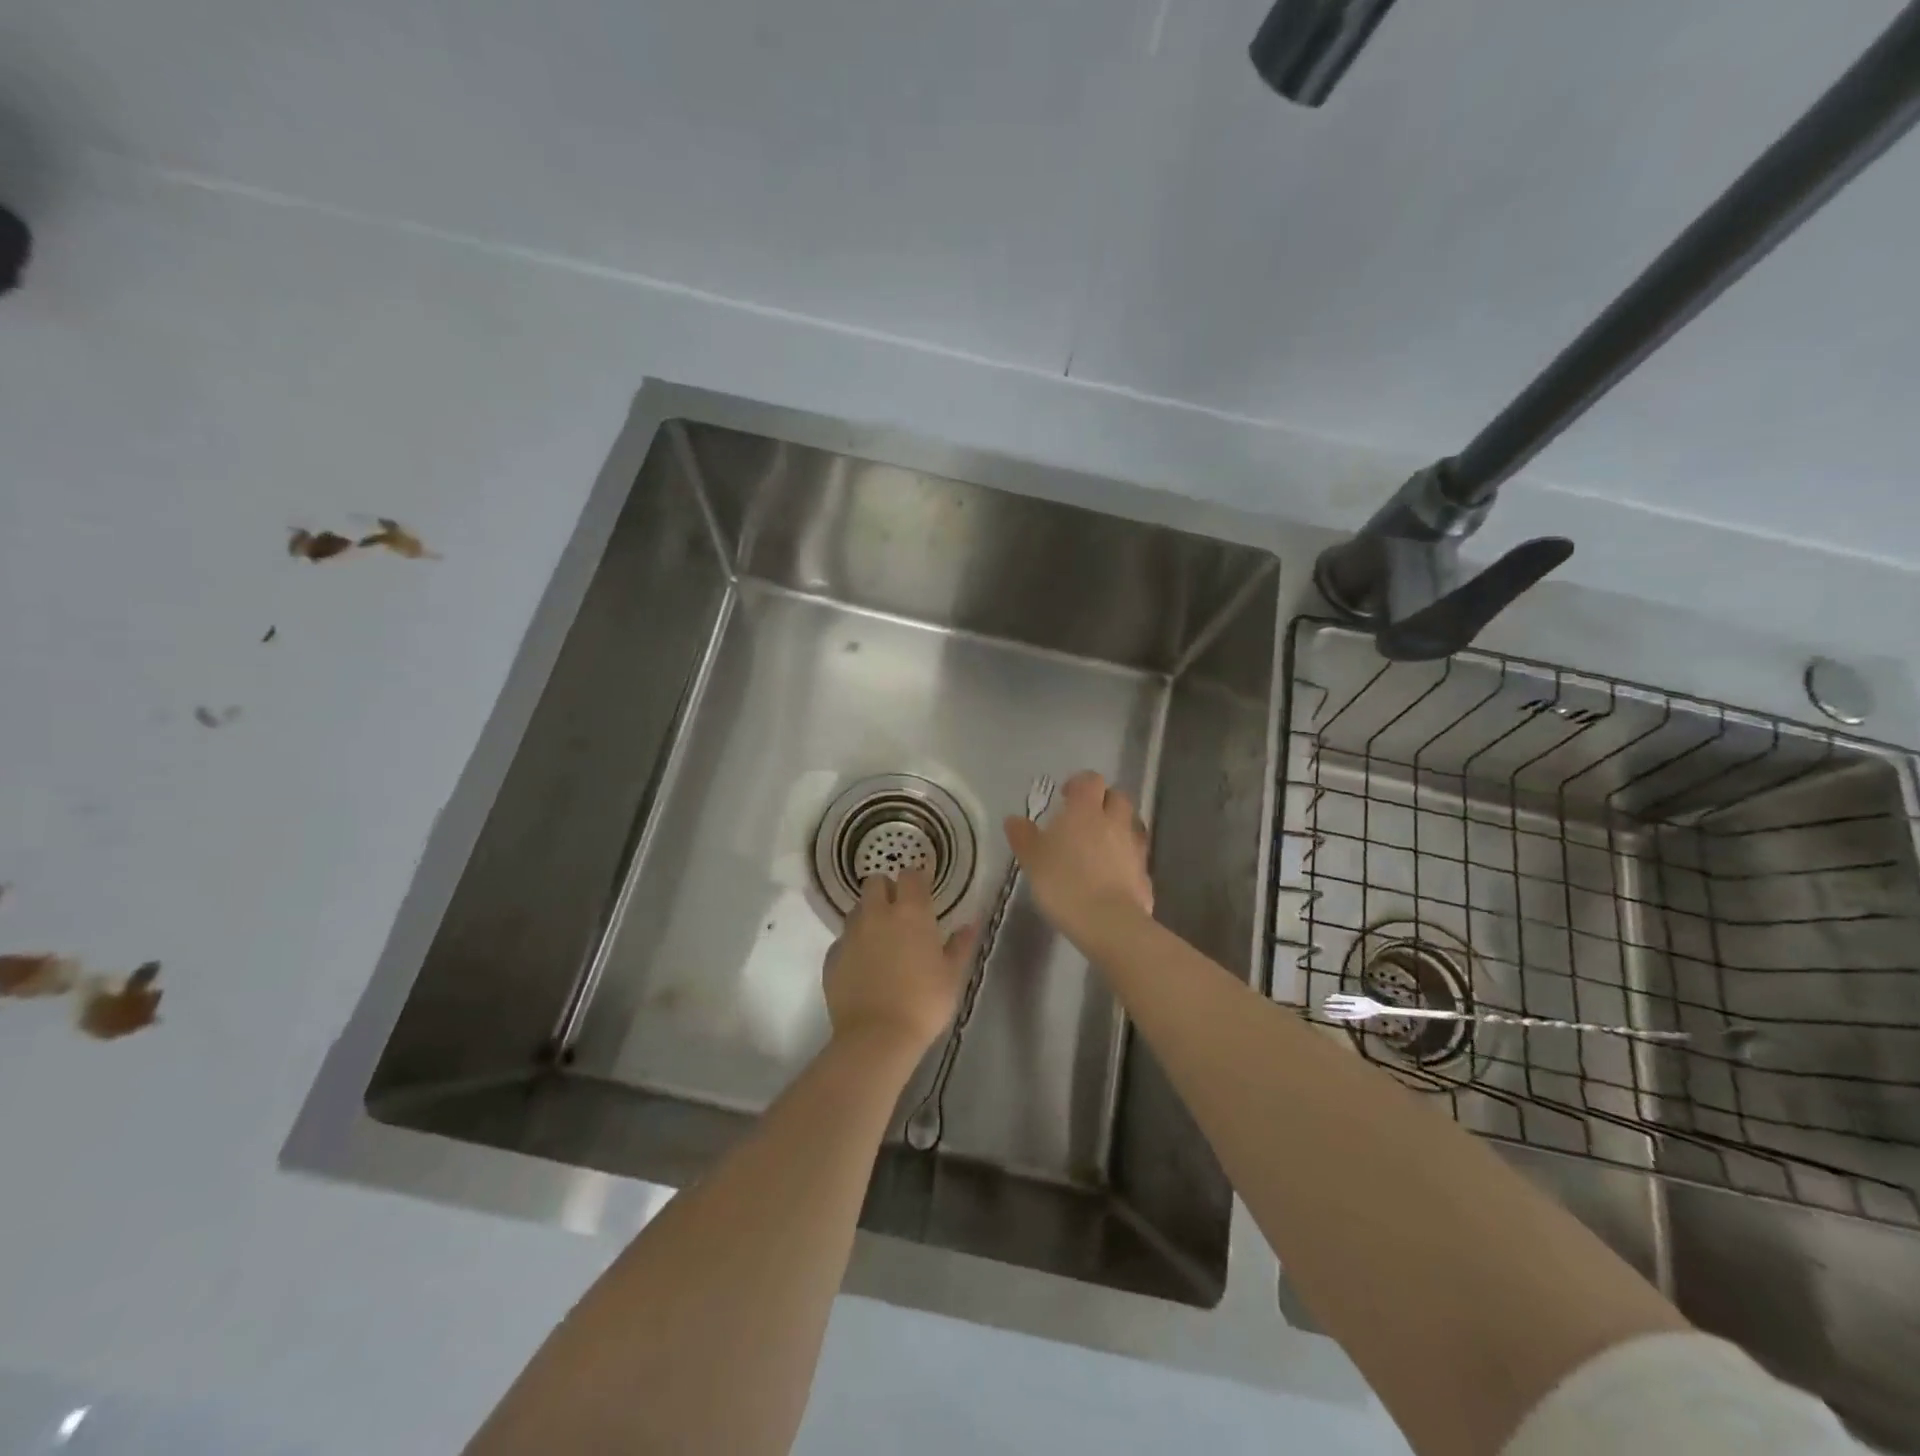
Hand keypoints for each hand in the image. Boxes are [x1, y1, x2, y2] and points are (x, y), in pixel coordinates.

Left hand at [823, 869, 977, 1057]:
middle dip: (886, 889)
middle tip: (899, 910)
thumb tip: (971, 922)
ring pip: (856, 910)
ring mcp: (850, 935)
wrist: (876, 1037)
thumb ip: (961, 944)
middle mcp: (877, 914)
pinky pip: (842, 940)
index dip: (917, 878)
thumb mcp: (952, 975)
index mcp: (911, 913)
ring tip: (881, 939)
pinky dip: (853, 945)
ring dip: (868, 915)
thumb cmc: (923, 1002)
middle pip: (875, 882)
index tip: (924, 889)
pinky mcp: (832, 957)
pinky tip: (863, 966)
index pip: (910, 875)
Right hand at [1003, 769, 1153, 936]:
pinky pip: (1134, 858)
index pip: (1090, 780)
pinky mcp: (1144, 875)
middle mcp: (1114, 822)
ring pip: (1129, 827)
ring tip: (1097, 849)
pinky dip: (1124, 860)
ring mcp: (1134, 848)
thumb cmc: (1063, 883)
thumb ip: (1023, 837)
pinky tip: (1110, 877)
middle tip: (1084, 819)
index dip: (1079, 784)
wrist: (1108, 922)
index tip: (1066, 796)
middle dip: (1103, 802)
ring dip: (1116, 830)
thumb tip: (1014, 819)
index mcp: (1086, 811)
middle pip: (1117, 798)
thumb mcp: (1032, 859)